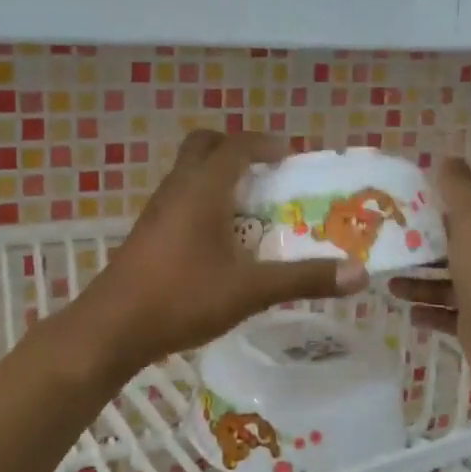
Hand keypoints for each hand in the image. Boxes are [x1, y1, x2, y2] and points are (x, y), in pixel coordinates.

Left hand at [64, 130, 369, 379]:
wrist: (112, 327)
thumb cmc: (182, 298)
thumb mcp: (250, 290)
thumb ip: (303, 280)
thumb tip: (358, 274)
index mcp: (202, 189)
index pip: (236, 146)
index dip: (264, 144)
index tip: (289, 155)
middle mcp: (177, 188)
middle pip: (204, 147)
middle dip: (235, 150)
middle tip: (265, 173)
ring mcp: (157, 210)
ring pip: (189, 173)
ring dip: (219, 177)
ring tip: (250, 207)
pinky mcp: (148, 232)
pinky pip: (180, 197)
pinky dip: (203, 200)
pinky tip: (220, 239)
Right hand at [388, 157, 470, 401]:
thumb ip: (459, 194)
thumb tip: (447, 156)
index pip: (451, 216)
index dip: (424, 209)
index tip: (390, 207)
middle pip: (445, 251)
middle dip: (415, 249)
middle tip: (378, 248)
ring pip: (442, 285)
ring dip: (416, 282)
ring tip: (386, 282)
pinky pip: (444, 317)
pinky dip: (426, 313)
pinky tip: (408, 314)